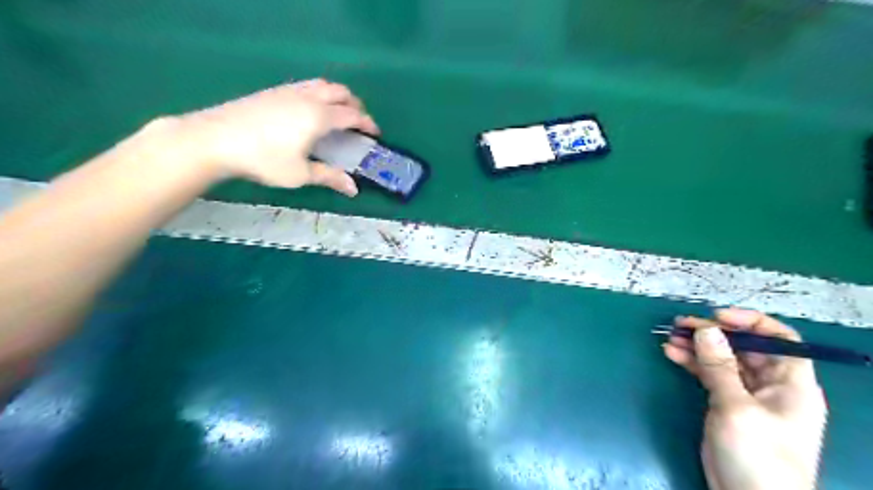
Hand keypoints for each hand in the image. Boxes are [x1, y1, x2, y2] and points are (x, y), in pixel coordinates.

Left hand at [166, 79, 379, 195]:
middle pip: (340, 92)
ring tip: (338, 112)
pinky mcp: (273, 91)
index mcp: (319, 116)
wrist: (215, 139)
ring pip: (322, 84)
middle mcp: (307, 98)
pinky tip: (310, 109)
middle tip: (359, 121)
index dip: (367, 123)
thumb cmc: (263, 160)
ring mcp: (288, 91)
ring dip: (337, 95)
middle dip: (355, 105)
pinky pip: (306, 85)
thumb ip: (329, 177)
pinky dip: (319, 93)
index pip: (352, 115)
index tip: (376, 133)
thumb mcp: (300, 174)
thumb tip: (354, 189)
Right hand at [666, 310, 827, 489]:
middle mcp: (771, 384)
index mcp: (791, 384)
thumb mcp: (736, 408)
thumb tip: (707, 330)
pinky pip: (708, 374)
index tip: (717, 317)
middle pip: (744, 347)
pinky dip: (691, 362)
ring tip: (670, 337)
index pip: (780, 339)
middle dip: (713, 333)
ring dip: (697, 346)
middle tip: (680, 324)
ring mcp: (746, 394)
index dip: (750, 323)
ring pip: (721, 359)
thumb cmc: (757, 454)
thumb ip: (719, 367)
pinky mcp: (725, 403)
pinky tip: (671, 353)